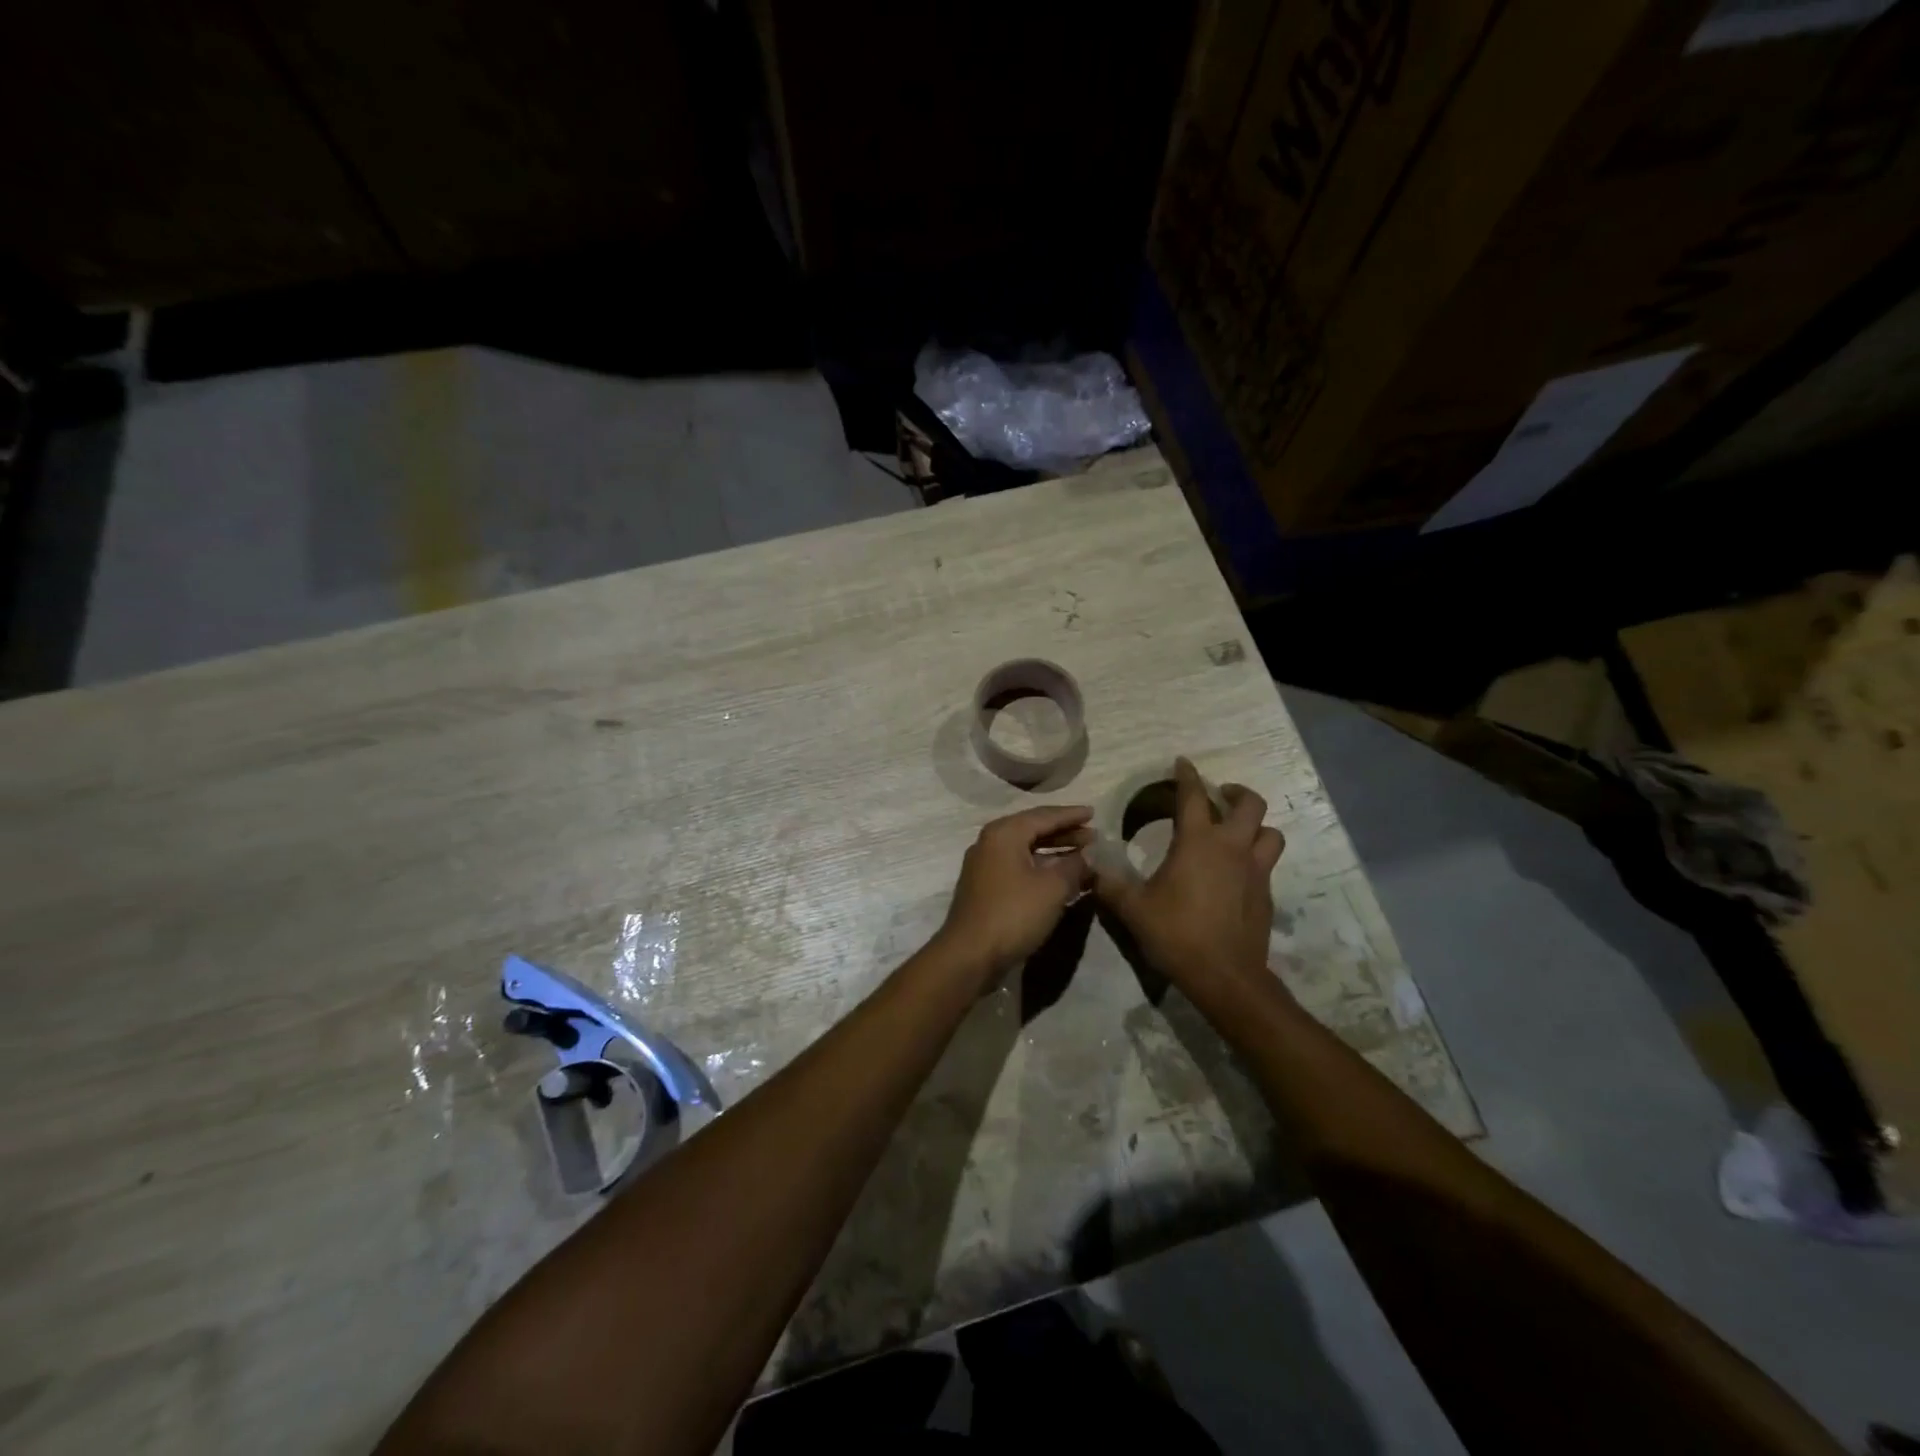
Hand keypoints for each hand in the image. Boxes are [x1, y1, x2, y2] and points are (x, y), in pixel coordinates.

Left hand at [936, 805, 1093, 978]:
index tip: (1094, 813)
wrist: (970, 955)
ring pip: (1026, 849)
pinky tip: (1060, 877)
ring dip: (1054, 851)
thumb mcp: (1053, 888)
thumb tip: (1091, 854)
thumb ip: (1075, 866)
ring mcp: (985, 865)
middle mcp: (990, 842)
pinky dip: (1041, 867)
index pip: (1044, 816)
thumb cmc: (1013, 914)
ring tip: (1083, 856)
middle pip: (1033, 830)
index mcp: (1004, 833)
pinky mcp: (985, 887)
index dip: (1071, 815)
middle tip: (1093, 837)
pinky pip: (1019, 866)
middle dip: (1065, 833)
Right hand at [1094, 758, 1284, 998]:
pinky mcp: (1267, 895)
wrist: (1225, 977)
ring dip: (1256, 825)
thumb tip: (1090, 866)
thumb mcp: (1133, 909)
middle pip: (1250, 804)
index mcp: (1197, 842)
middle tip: (1219, 795)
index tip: (1182, 763)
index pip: (1193, 796)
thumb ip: (1110, 884)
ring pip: (1270, 833)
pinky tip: (1237, 873)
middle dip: (1235, 792)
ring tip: (1238, 831)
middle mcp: (1232, 848)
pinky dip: (1255, 858)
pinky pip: (1267, 864)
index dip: (1187, 775)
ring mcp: (1255, 871)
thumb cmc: (1176, 934)